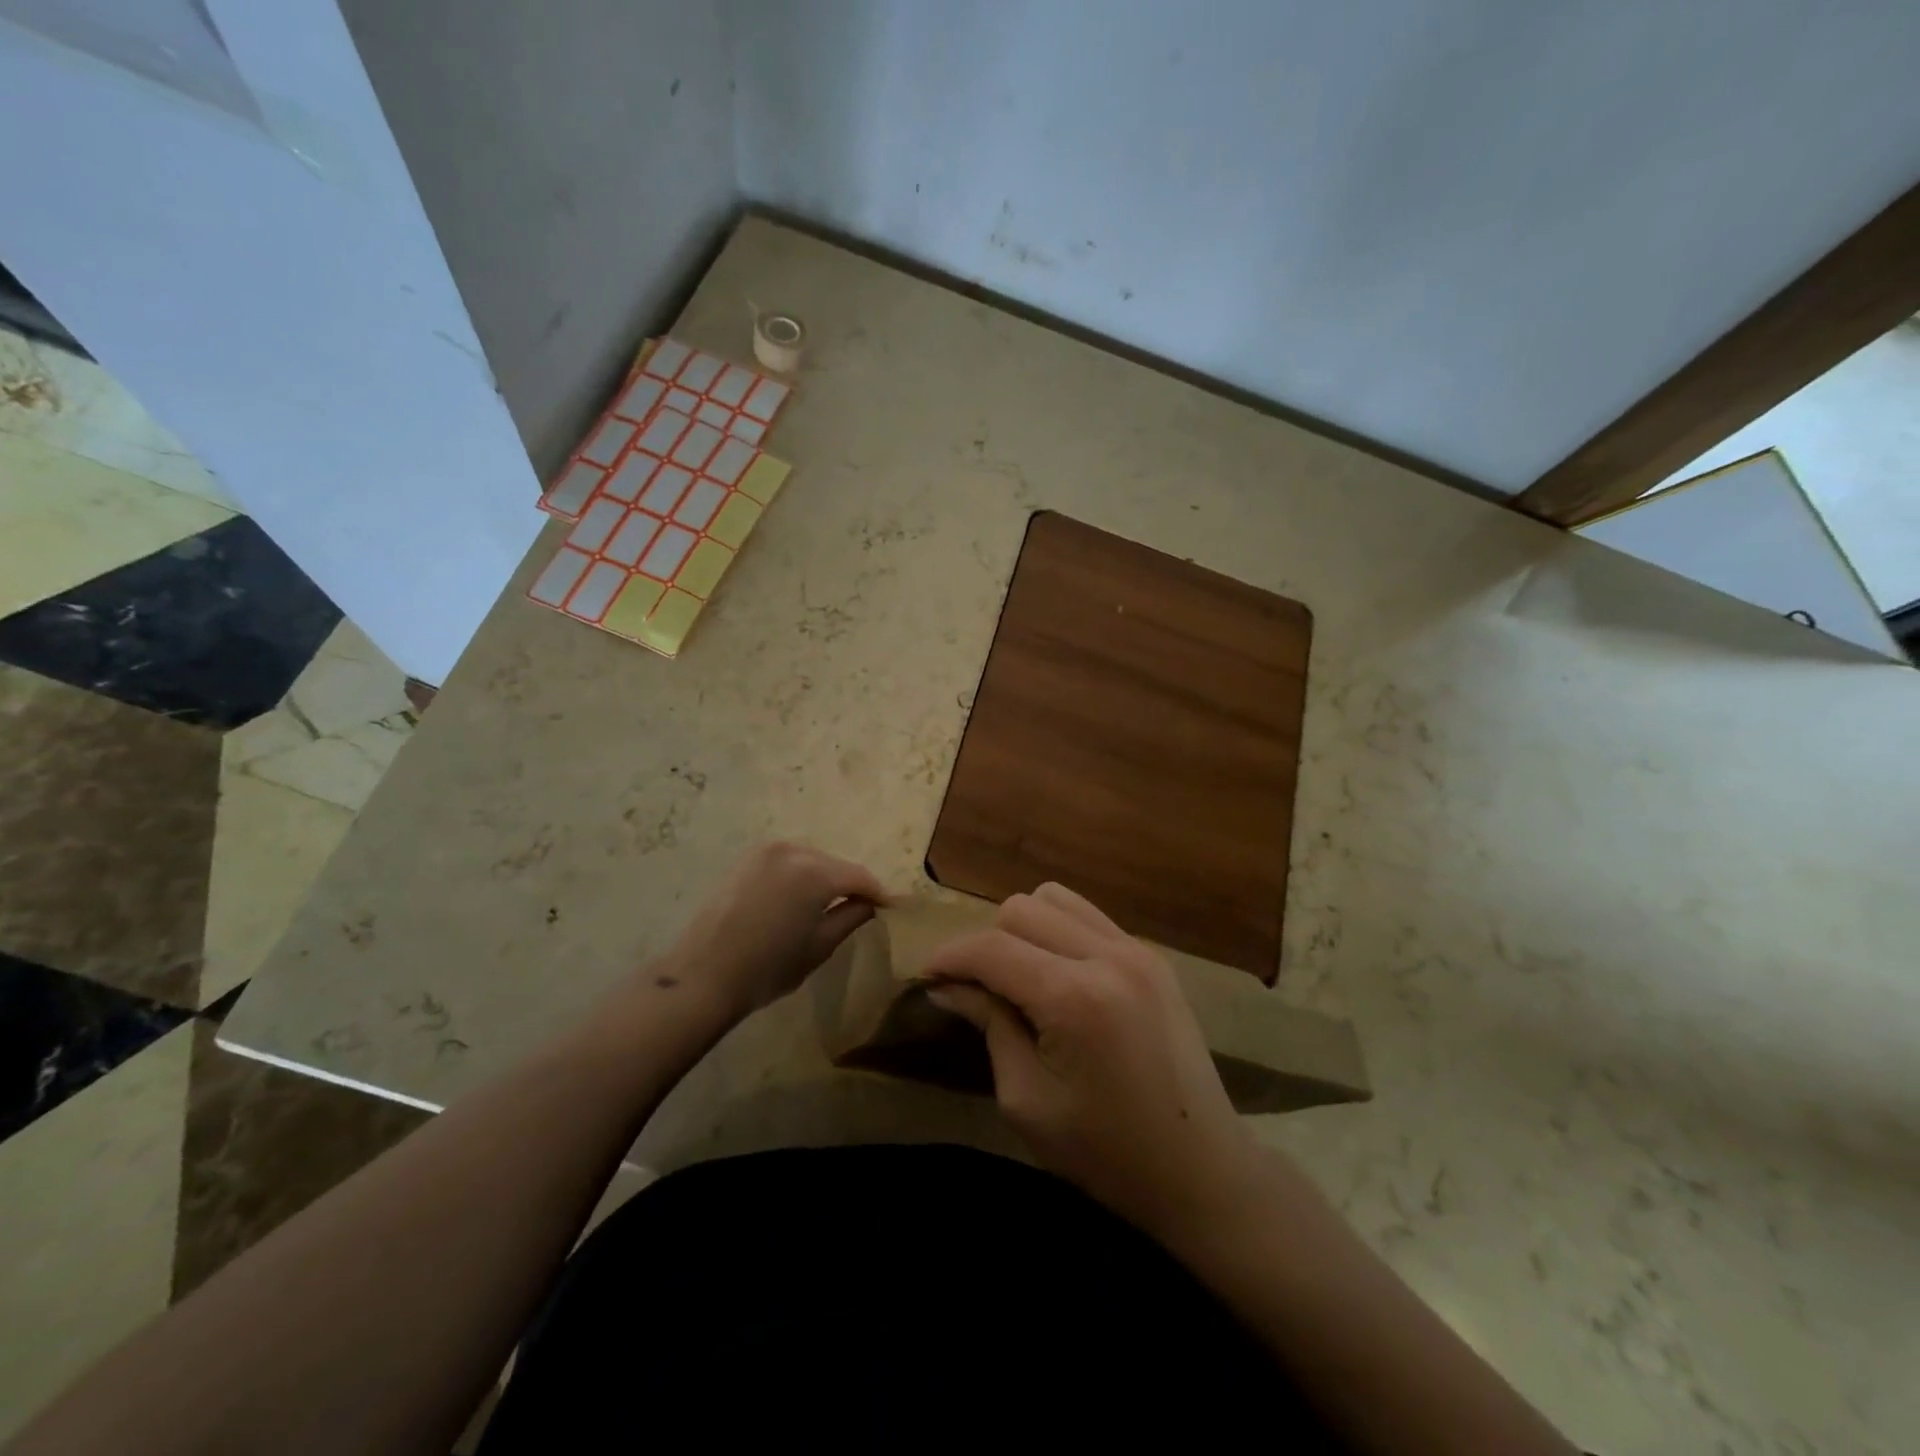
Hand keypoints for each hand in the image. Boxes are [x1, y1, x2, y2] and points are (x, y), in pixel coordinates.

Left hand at [658, 842, 887, 1021]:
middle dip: (850, 883)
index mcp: (815, 871)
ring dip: (824, 877)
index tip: (890, 907)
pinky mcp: (745, 860)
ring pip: (810, 860)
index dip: (877, 892)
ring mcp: (764, 852)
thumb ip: (851, 917)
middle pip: (834, 864)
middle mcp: (792, 850)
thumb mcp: (820, 946)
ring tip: (829, 903)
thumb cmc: (769, 967)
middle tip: (862, 907)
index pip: (859, 876)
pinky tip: (798, 898)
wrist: (703, 976)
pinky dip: (798, 875)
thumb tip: (870, 903)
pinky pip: (785, 862)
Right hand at [921, 883, 1256, 1237]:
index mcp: (1076, 998)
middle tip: (976, 988)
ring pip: (1055, 899)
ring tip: (1017, 976)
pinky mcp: (1153, 957)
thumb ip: (989, 1027)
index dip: (950, 956)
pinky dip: (1059, 932)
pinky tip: (1056, 973)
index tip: (926, 975)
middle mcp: (1109, 957)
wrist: (1202, 1171)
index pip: (993, 948)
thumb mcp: (1028, 1102)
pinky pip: (1089, 917)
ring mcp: (1137, 950)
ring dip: (1023, 928)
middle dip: (987, 942)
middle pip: (1021, 909)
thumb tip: (949, 985)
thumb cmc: (1107, 1154)